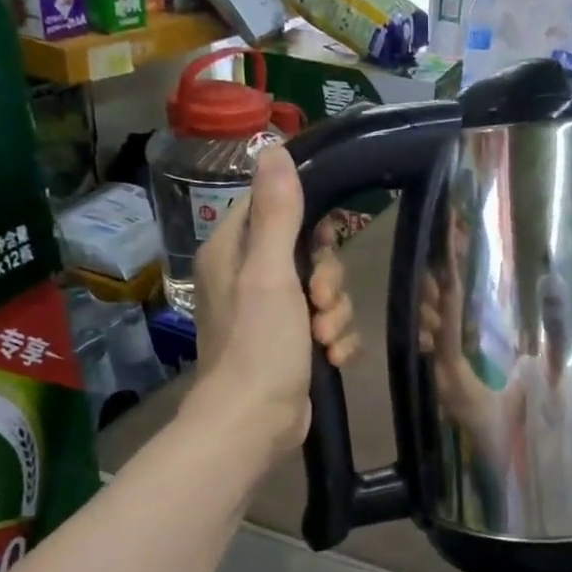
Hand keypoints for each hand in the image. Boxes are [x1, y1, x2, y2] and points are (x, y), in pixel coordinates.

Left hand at [190, 147, 360, 462]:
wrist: (256, 423)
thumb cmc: (259, 345)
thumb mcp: (272, 273)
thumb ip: (278, 212)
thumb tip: (274, 147)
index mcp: (235, 251)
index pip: (275, 206)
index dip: (309, 220)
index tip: (327, 238)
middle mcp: (251, 277)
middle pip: (311, 252)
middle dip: (329, 280)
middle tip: (321, 302)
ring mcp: (274, 314)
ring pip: (326, 292)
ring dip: (336, 315)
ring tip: (325, 342)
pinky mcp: (294, 344)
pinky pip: (329, 325)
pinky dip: (336, 341)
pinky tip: (332, 359)